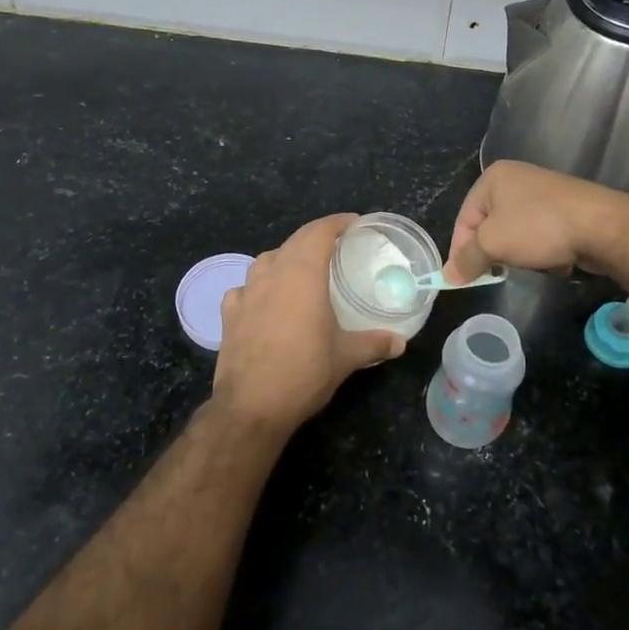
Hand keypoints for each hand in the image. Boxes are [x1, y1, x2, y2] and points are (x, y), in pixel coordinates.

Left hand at [214, 213, 403, 432]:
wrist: (251, 406)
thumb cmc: (304, 372)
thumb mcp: (346, 357)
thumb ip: (374, 343)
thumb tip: (400, 342)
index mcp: (302, 275)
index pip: (319, 232)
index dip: (337, 223)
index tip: (354, 224)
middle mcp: (272, 273)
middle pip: (294, 241)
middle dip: (315, 237)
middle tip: (336, 247)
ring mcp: (245, 292)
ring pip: (267, 260)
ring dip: (286, 257)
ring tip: (302, 271)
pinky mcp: (229, 313)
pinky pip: (245, 287)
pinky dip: (259, 285)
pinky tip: (265, 300)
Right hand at [445, 160, 628, 283]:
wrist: (601, 225)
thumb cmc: (537, 227)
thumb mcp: (492, 243)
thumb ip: (467, 259)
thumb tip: (447, 276)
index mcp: (493, 178)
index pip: (464, 218)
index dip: (460, 250)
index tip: (462, 279)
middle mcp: (516, 179)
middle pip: (490, 225)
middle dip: (494, 252)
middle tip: (496, 274)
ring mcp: (543, 193)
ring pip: (516, 233)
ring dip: (520, 254)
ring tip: (532, 263)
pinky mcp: (565, 209)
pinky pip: (541, 235)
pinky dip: (543, 250)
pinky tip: (555, 259)